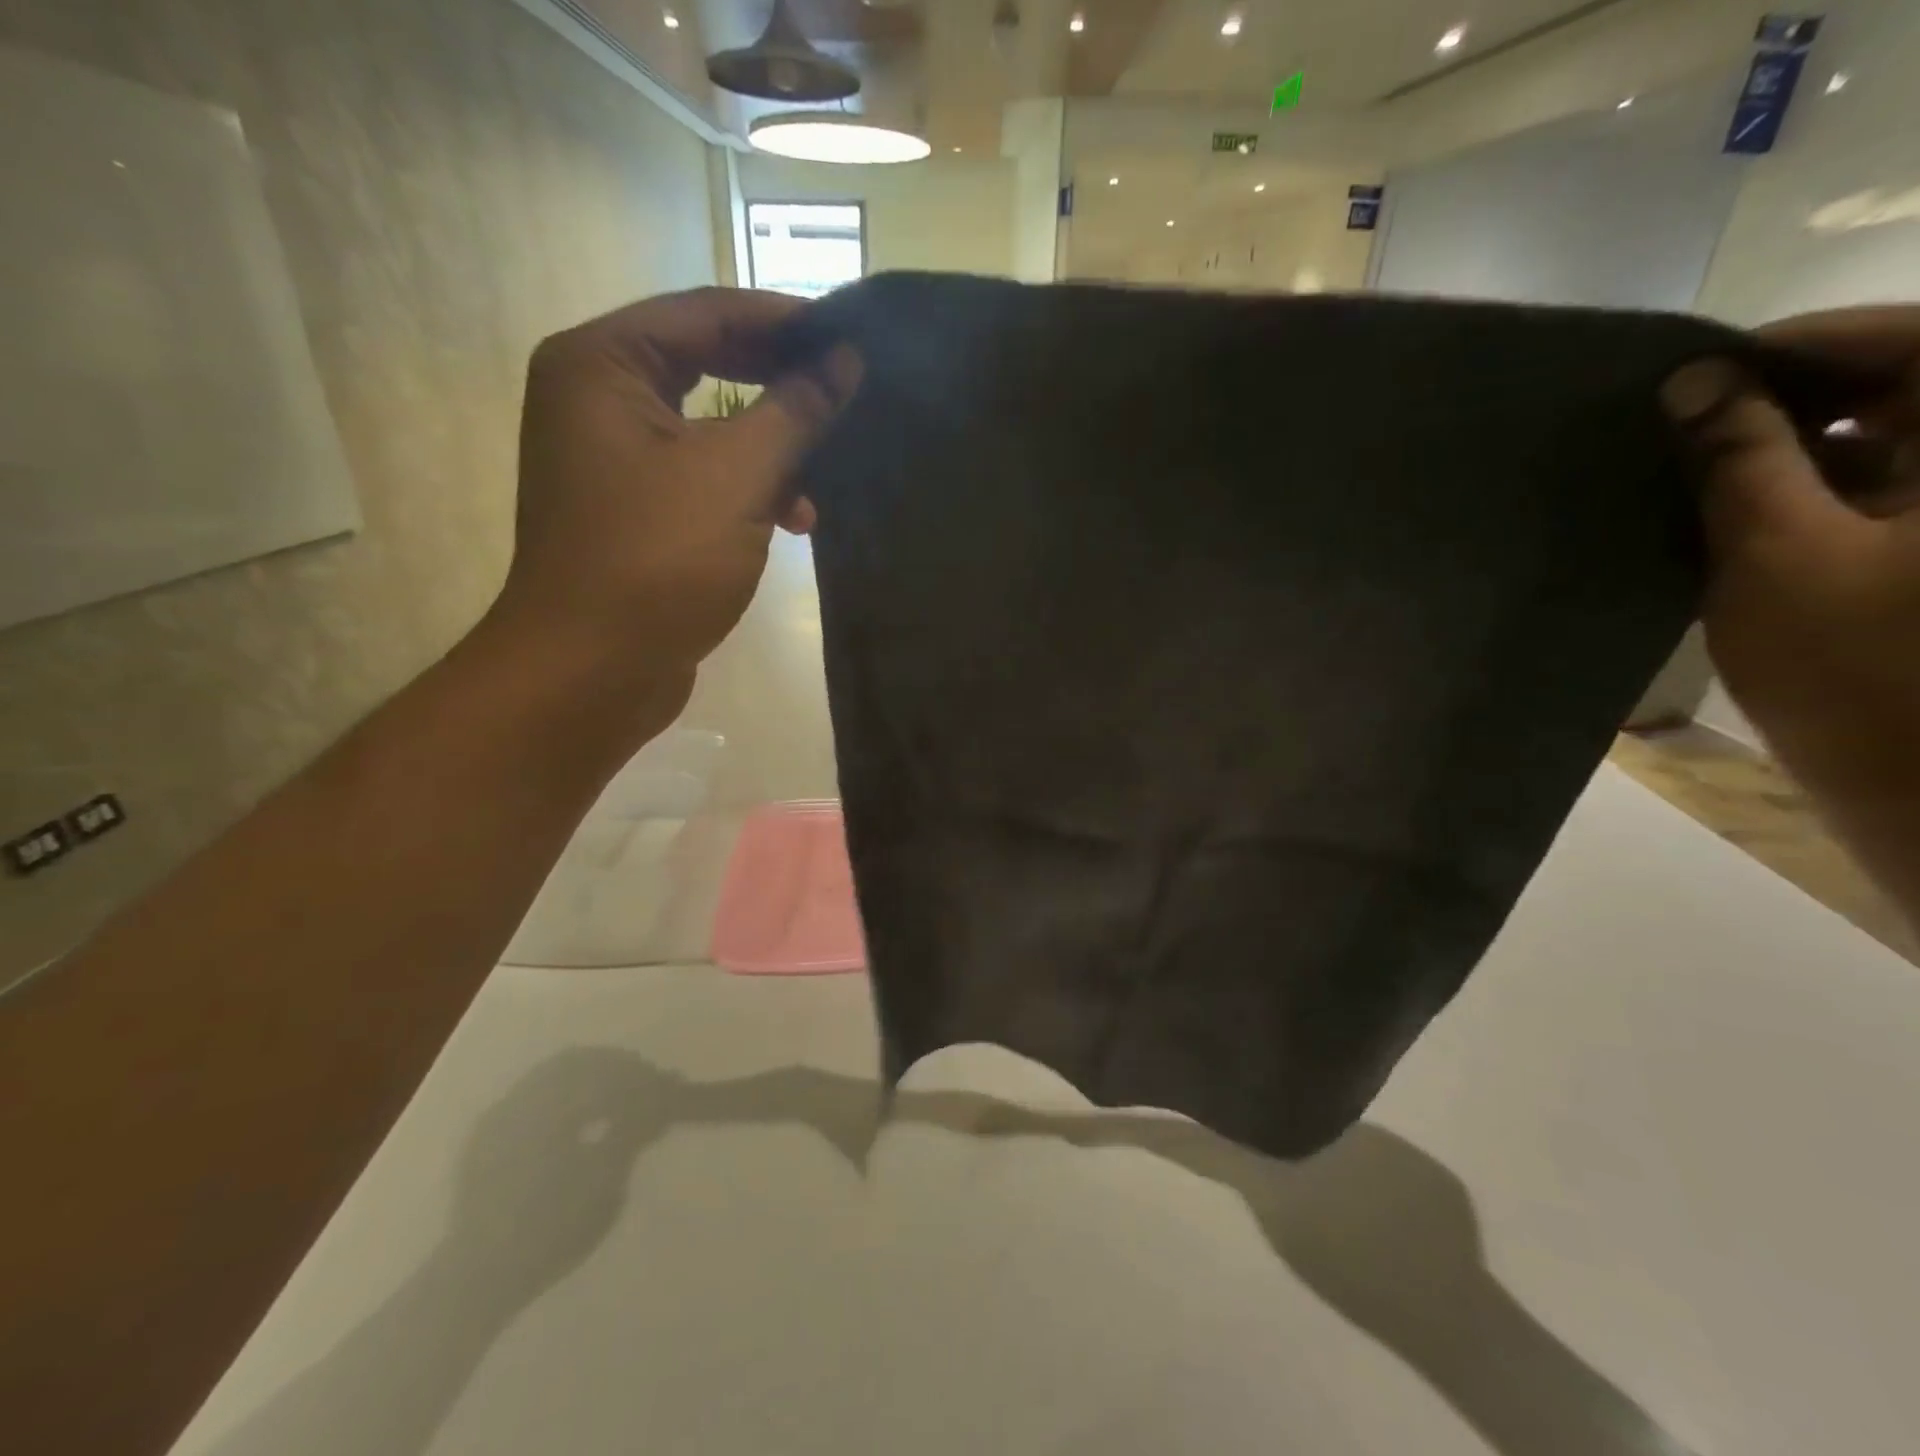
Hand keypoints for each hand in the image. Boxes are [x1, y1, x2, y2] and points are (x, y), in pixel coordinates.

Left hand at [495, 287, 858, 707]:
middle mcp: (598, 398)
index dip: (786, 321)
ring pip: (711, 428)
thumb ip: (794, 411)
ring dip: (771, 449)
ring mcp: (614, 458)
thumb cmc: (657, 560)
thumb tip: (844, 360)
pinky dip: (749, 490)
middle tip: (848, 393)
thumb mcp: (736, 477)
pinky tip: (794, 520)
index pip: (707, 313)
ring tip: (823, 478)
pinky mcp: (637, 511)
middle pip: (707, 365)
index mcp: (601, 363)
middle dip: (781, 386)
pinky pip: (704, 476)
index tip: (853, 336)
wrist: (591, 672)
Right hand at [1661, 307, 1919, 914]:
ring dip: (1786, 447)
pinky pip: (1878, 489)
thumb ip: (1738, 460)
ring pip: (1883, 439)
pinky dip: (1806, 490)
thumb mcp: (1776, 555)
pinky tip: (1729, 512)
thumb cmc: (1861, 673)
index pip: (1909, 339)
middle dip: (1784, 397)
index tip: (1691, 371)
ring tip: (1688, 467)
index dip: (1795, 344)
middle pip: (1900, 383)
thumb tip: (1692, 383)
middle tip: (1678, 422)